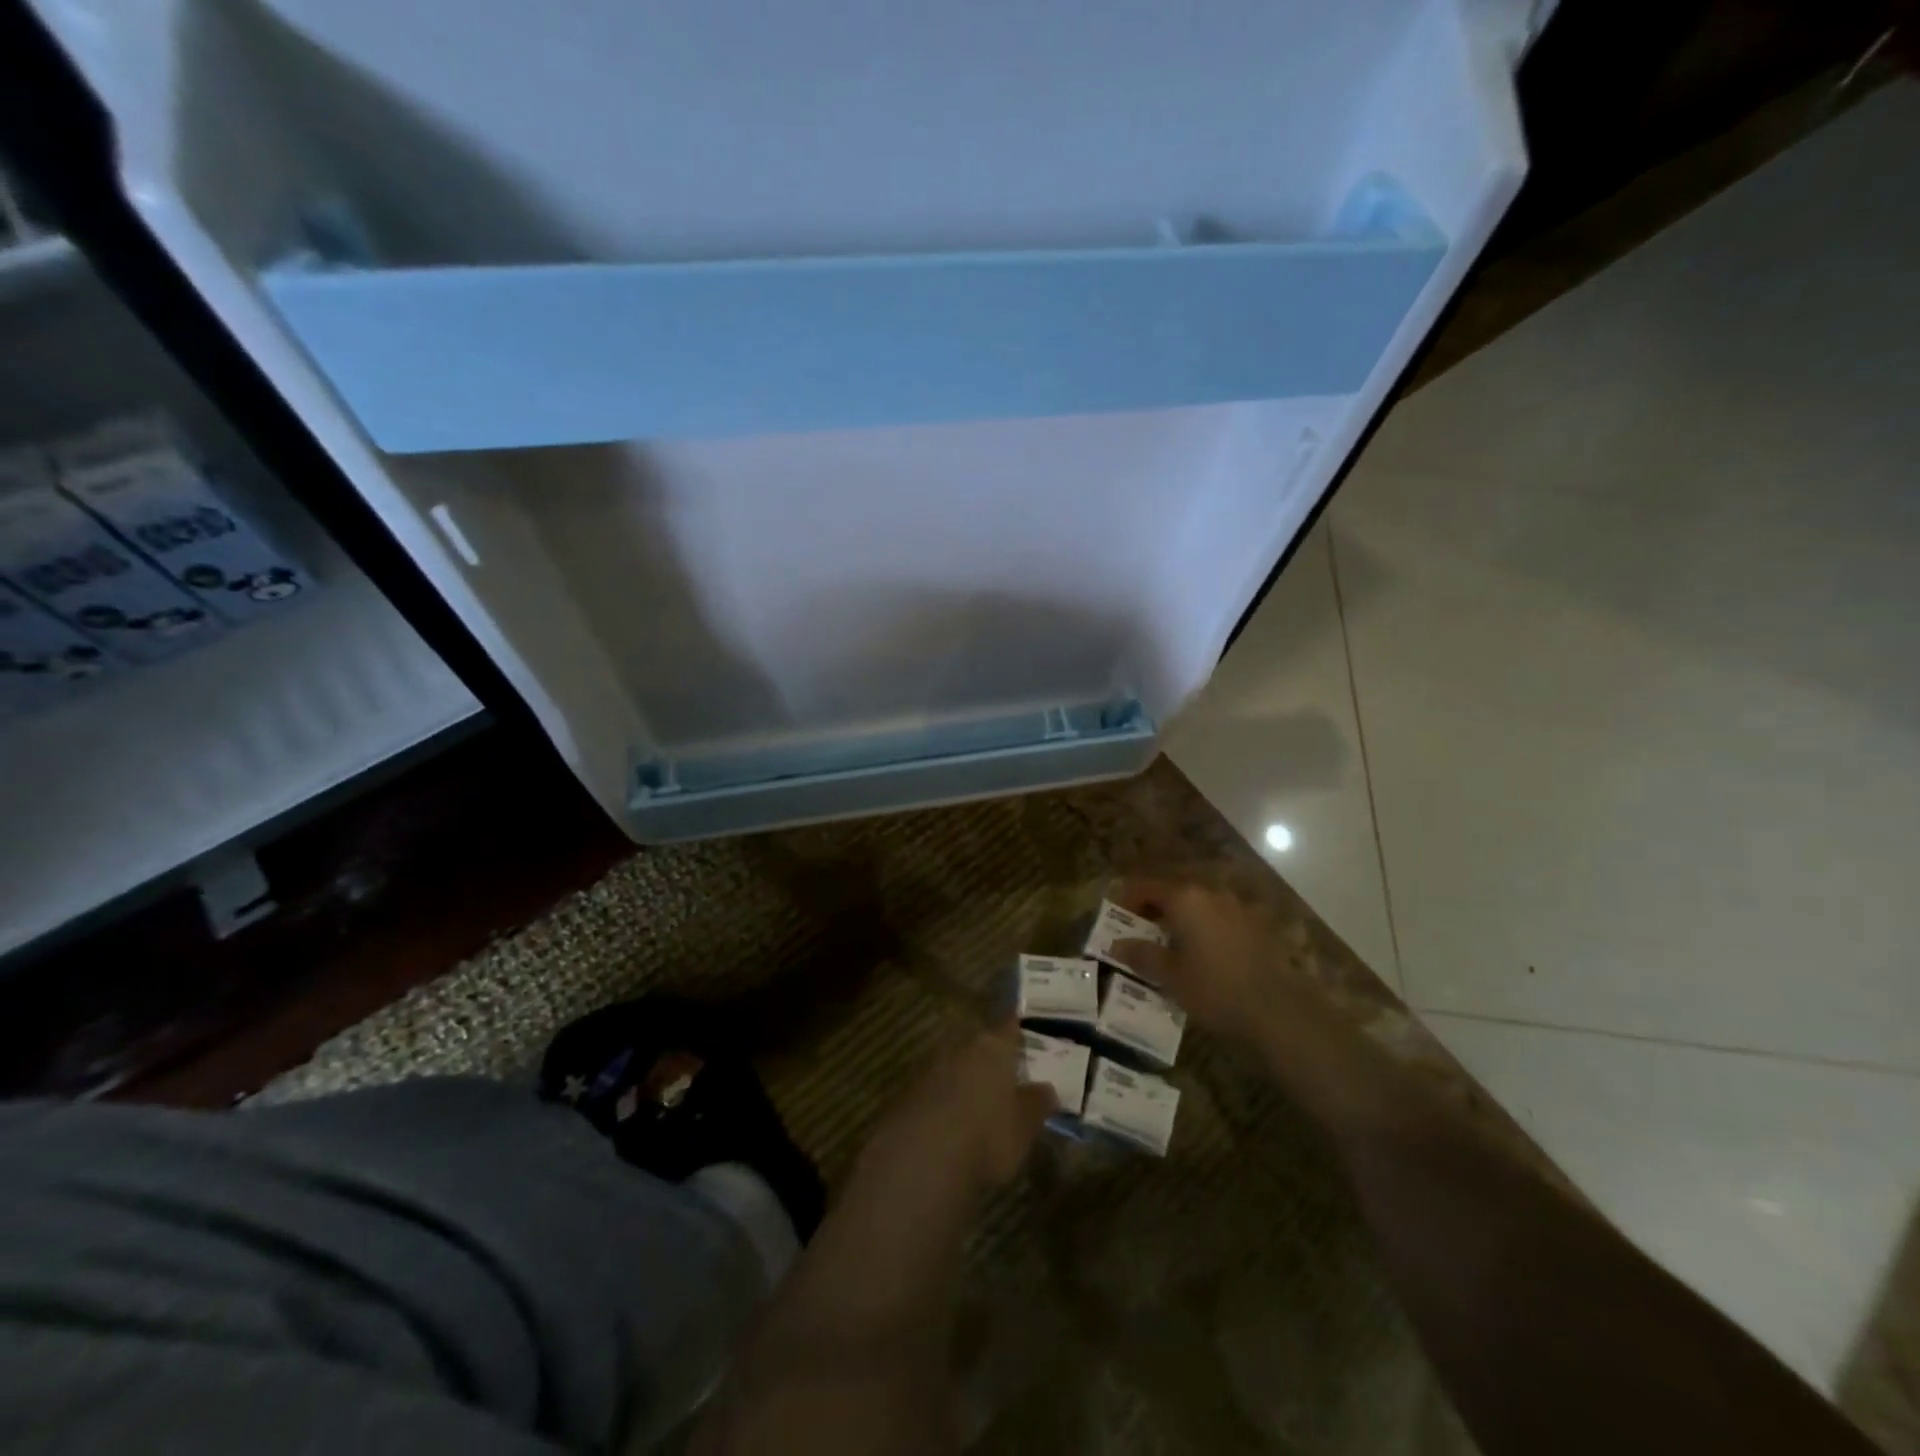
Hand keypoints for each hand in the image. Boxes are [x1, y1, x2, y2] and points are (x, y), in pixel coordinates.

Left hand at [866, 1022, 1057, 1194]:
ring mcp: (931, 1068)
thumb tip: (1048, 1089)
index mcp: (993, 1046)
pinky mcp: (909, 1093)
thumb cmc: (988, 1133)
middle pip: (980, 1045)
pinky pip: (935, 1090)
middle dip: (990, 1058)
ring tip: (979, 1102)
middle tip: (1005, 1074)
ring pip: (955, 1066)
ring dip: (966, 1080)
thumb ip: (1037, 1103)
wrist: (923, 1154)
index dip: (1017, 1027)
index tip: (1024, 1028)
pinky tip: (952, 1123)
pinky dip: (946, 1100)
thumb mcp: (1025, 1125)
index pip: (1009, 1026)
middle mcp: (961, 1047)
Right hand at [1108, 879, 1302, 1042]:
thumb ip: (1142, 955)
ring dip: (1182, 919)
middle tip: (1141, 934)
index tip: (1116, 918)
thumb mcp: (1171, 977)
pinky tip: (1205, 955)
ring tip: (1172, 947)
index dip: (1127, 899)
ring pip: (1199, 905)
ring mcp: (1238, 907)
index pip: (1146, 887)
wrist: (1279, 1011)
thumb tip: (1118, 944)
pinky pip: (1221, 919)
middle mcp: (1211, 893)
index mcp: (1185, 899)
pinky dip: (1206, 929)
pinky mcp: (1258, 926)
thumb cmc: (1215, 989)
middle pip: (1174, 892)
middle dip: (1155, 909)